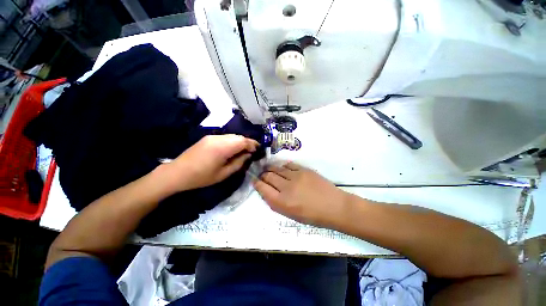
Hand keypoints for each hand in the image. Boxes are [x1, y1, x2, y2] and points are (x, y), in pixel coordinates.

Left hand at [164, 135, 258, 191]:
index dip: (253, 144)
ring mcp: (212, 136)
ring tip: (244, 150)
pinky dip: (233, 141)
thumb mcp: (223, 174)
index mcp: (222, 147)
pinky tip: (233, 149)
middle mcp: (218, 138)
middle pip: (238, 137)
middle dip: (248, 142)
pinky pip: (225, 137)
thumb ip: (238, 163)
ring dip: (241, 141)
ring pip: (232, 136)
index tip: (258, 150)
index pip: (243, 141)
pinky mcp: (208, 137)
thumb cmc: (201, 177)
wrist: (177, 172)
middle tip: (253, 150)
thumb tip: (248, 155)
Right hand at [254, 162, 348, 227]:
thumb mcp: (290, 215)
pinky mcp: (304, 169)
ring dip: (271, 168)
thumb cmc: (312, 216)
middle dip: (263, 175)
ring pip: (277, 168)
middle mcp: (286, 187)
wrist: (334, 206)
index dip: (256, 183)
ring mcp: (295, 176)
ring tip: (269, 168)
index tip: (254, 180)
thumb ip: (276, 202)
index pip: (262, 188)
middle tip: (262, 174)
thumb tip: (267, 190)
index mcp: (282, 202)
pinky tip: (282, 168)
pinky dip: (283, 166)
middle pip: (268, 176)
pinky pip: (288, 165)